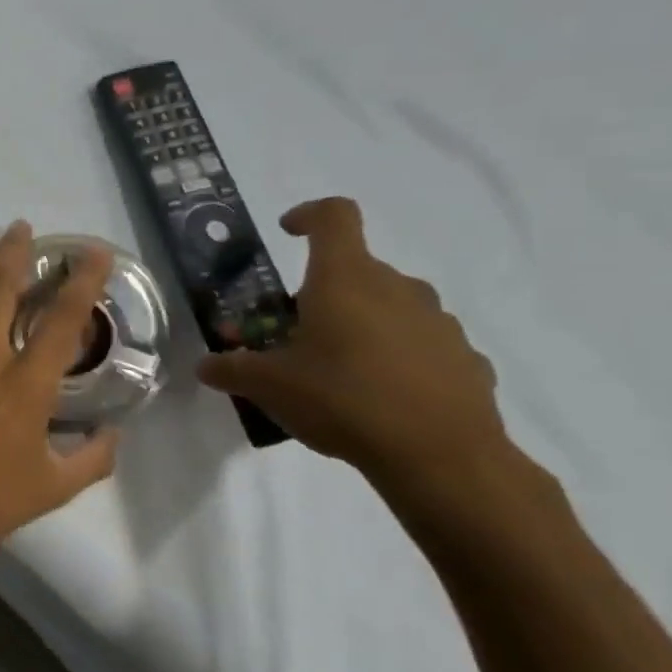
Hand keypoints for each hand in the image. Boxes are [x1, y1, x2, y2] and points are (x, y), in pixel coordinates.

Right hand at [197, 198, 507, 479]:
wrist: (441, 457)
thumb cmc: (342, 400)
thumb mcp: (267, 386)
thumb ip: (231, 369)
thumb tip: (206, 365)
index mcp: (345, 280)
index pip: (334, 216)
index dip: (308, 215)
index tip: (287, 232)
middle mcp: (397, 288)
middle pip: (355, 270)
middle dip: (321, 293)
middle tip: (293, 333)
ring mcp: (439, 322)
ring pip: (390, 306)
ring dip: (360, 324)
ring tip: (336, 371)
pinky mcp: (466, 358)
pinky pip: (420, 345)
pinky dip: (396, 357)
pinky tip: (380, 396)